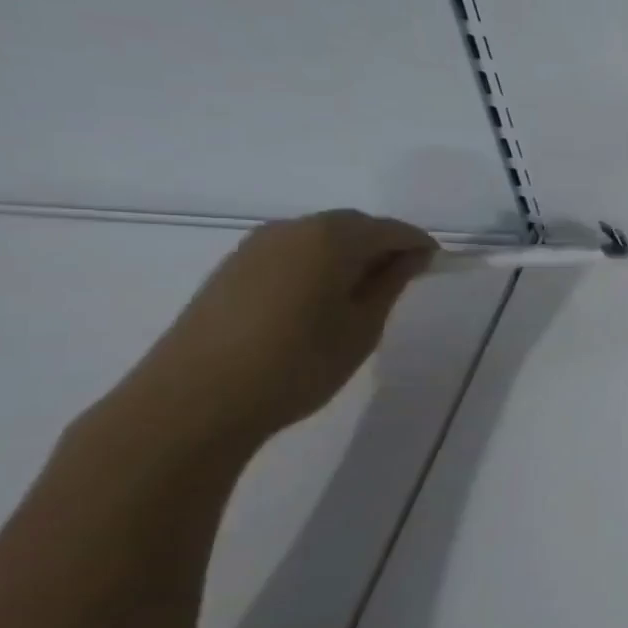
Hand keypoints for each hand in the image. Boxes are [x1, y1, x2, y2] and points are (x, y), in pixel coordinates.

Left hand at [114, 210, 437, 451]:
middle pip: (353, 226)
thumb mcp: (363, 327)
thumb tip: (412, 256)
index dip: (418, 246)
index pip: (392, 229)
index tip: (434, 269)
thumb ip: (391, 283)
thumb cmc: (298, 363)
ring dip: (347, 256)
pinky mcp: (231, 269)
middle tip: (401, 282)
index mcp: (332, 237)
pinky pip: (291, 254)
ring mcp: (255, 247)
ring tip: (360, 296)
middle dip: (382, 246)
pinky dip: (315, 266)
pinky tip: (318, 302)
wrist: (193, 401)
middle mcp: (293, 229)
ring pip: (319, 238)